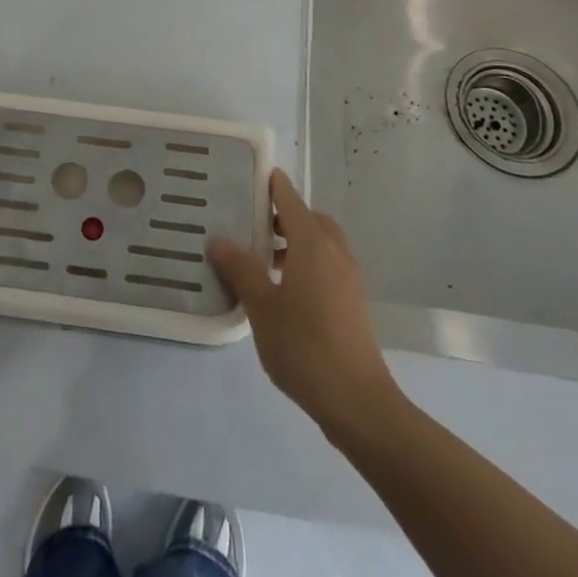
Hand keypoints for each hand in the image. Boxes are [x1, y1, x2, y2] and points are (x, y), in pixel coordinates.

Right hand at [209, 169, 395, 428]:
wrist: (358, 401)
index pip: (291, 200)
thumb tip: (219, 239)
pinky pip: (328, 264)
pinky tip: (285, 291)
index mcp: (313, 244)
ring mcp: (348, 277)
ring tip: (264, 261)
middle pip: (310, 219)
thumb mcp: (262, 307)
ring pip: (321, 243)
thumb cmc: (304, 346)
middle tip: (253, 225)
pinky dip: (308, 262)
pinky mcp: (353, 301)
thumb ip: (241, 269)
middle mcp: (335, 251)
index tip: (253, 175)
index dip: (274, 185)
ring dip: (296, 242)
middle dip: (284, 216)